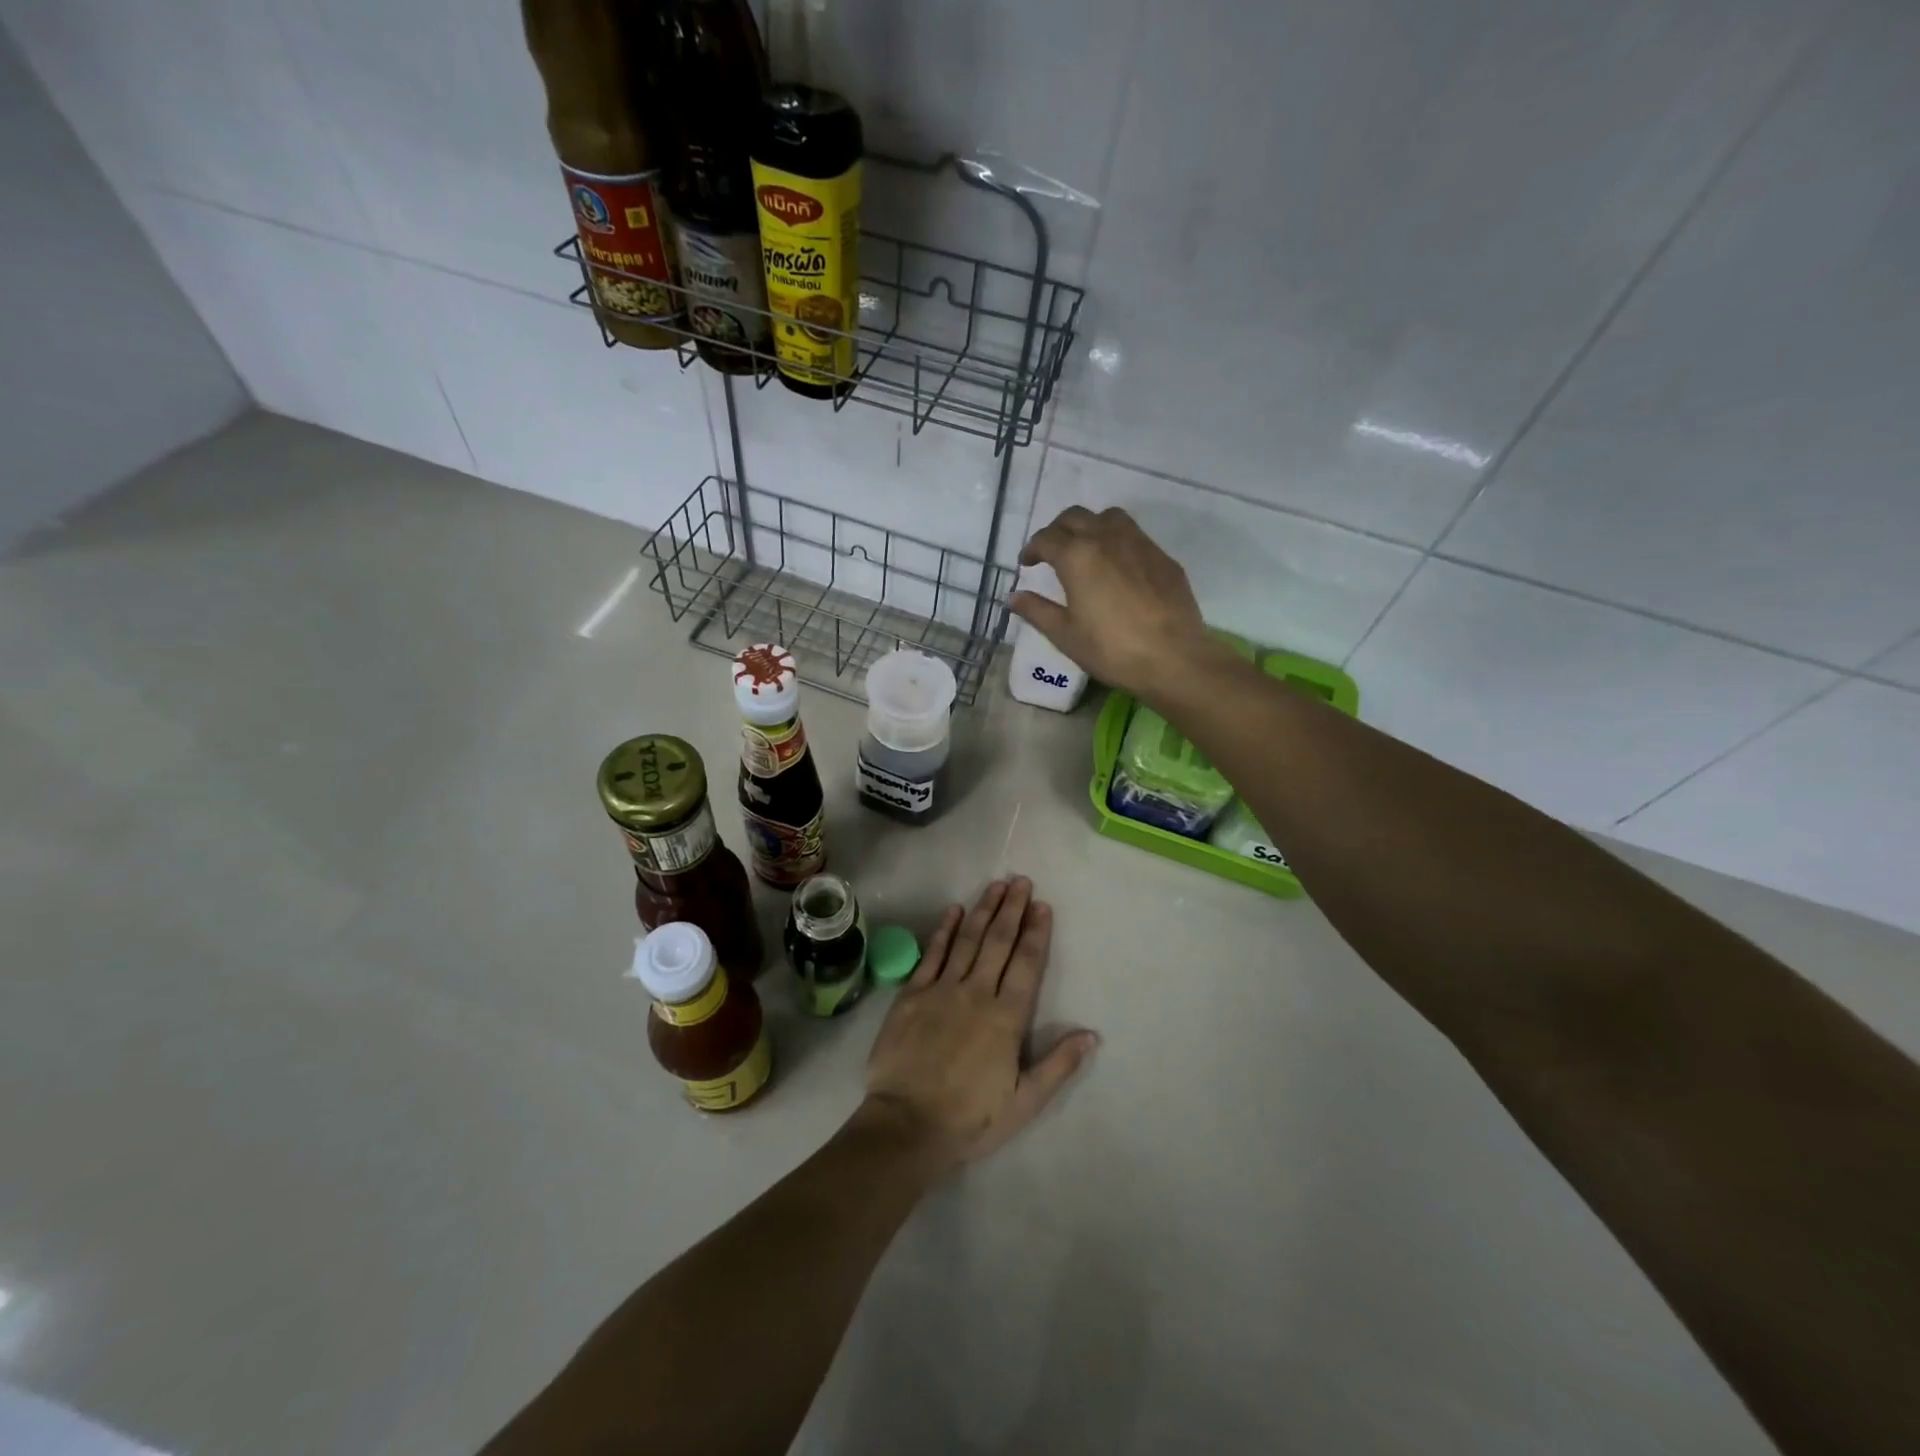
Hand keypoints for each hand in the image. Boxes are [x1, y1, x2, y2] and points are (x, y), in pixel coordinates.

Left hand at [863, 877, 1097, 1176]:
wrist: (907, 1124)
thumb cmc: (970, 1117)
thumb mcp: (1024, 1102)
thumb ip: (1058, 1065)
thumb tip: (1091, 1034)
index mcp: (1006, 1017)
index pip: (1027, 964)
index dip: (1036, 932)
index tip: (1042, 905)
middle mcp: (976, 993)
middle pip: (998, 942)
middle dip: (1012, 909)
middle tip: (1020, 881)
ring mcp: (941, 990)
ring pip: (967, 940)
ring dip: (983, 910)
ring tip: (995, 886)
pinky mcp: (912, 994)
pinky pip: (932, 954)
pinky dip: (944, 930)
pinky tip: (954, 911)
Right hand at [1010, 506, 1215, 695]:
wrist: (1173, 657)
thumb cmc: (1111, 649)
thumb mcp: (1065, 635)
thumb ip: (1037, 611)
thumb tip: (1013, 597)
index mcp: (1077, 556)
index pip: (1046, 539)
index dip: (1032, 549)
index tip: (1027, 564)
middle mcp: (1106, 538)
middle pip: (1075, 517)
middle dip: (1057, 530)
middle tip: (1051, 552)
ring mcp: (1139, 544)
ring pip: (1108, 517)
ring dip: (1090, 526)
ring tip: (1086, 549)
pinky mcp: (1162, 557)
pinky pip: (1134, 535)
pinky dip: (1117, 541)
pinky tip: (1118, 567)